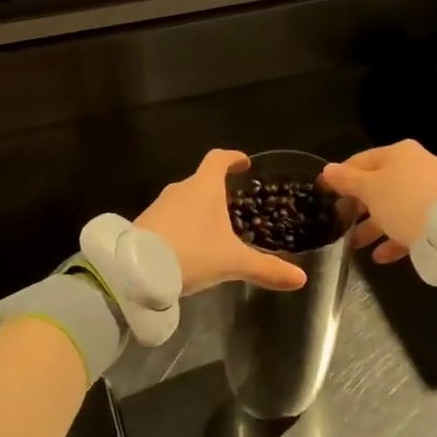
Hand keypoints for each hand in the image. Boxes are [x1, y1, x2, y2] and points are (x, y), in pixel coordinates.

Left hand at [138, 150, 306, 293]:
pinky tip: (189, 247)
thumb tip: (301, 278)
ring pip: (184, 200)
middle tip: (233, 206)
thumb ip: (266, 268)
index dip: (233, 158)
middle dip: (217, 191)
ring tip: (213, 230)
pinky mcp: (144, 223)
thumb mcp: (232, 262)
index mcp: (204, 186)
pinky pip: (169, 217)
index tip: (244, 163)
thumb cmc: (191, 253)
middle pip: (201, 181)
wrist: (136, 270)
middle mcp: (180, 189)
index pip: (219, 159)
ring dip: (198, 210)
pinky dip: (182, 225)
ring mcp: (159, 205)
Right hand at [322, 141, 436, 264]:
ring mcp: (428, 191)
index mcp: (397, 153)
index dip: (338, 178)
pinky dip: (393, 238)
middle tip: (338, 223)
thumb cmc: (403, 202)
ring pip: (391, 206)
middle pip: (376, 185)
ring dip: (371, 226)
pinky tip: (379, 256)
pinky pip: (408, 223)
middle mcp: (414, 166)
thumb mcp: (368, 189)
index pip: (358, 161)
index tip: (323, 196)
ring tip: (354, 245)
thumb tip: (327, 170)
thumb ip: (346, 180)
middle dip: (356, 206)